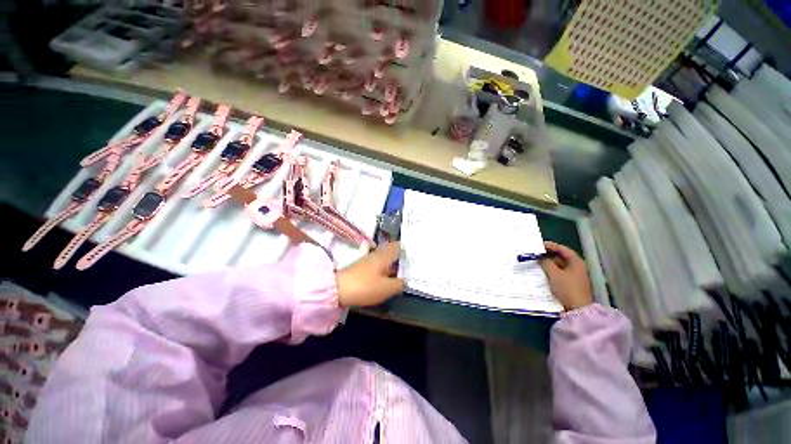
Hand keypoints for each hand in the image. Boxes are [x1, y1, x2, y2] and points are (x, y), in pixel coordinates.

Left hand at [336, 242, 404, 306]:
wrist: (338, 289)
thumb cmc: (366, 286)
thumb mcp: (387, 288)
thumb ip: (399, 284)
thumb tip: (405, 280)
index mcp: (384, 256)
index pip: (397, 246)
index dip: (405, 248)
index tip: (412, 253)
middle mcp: (376, 255)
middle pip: (390, 251)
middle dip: (398, 256)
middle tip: (408, 264)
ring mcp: (367, 261)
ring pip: (383, 258)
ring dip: (391, 263)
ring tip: (399, 273)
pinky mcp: (360, 268)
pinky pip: (376, 265)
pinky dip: (383, 269)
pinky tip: (386, 278)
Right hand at [539, 241, 592, 310]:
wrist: (578, 309)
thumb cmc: (567, 288)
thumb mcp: (554, 274)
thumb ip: (546, 263)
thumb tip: (539, 257)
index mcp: (576, 262)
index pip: (562, 249)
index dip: (550, 246)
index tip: (537, 245)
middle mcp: (576, 267)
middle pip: (561, 257)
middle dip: (547, 255)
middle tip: (535, 254)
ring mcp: (574, 276)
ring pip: (559, 265)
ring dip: (548, 263)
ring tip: (536, 262)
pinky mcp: (570, 283)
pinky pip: (559, 273)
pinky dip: (551, 271)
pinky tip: (542, 272)